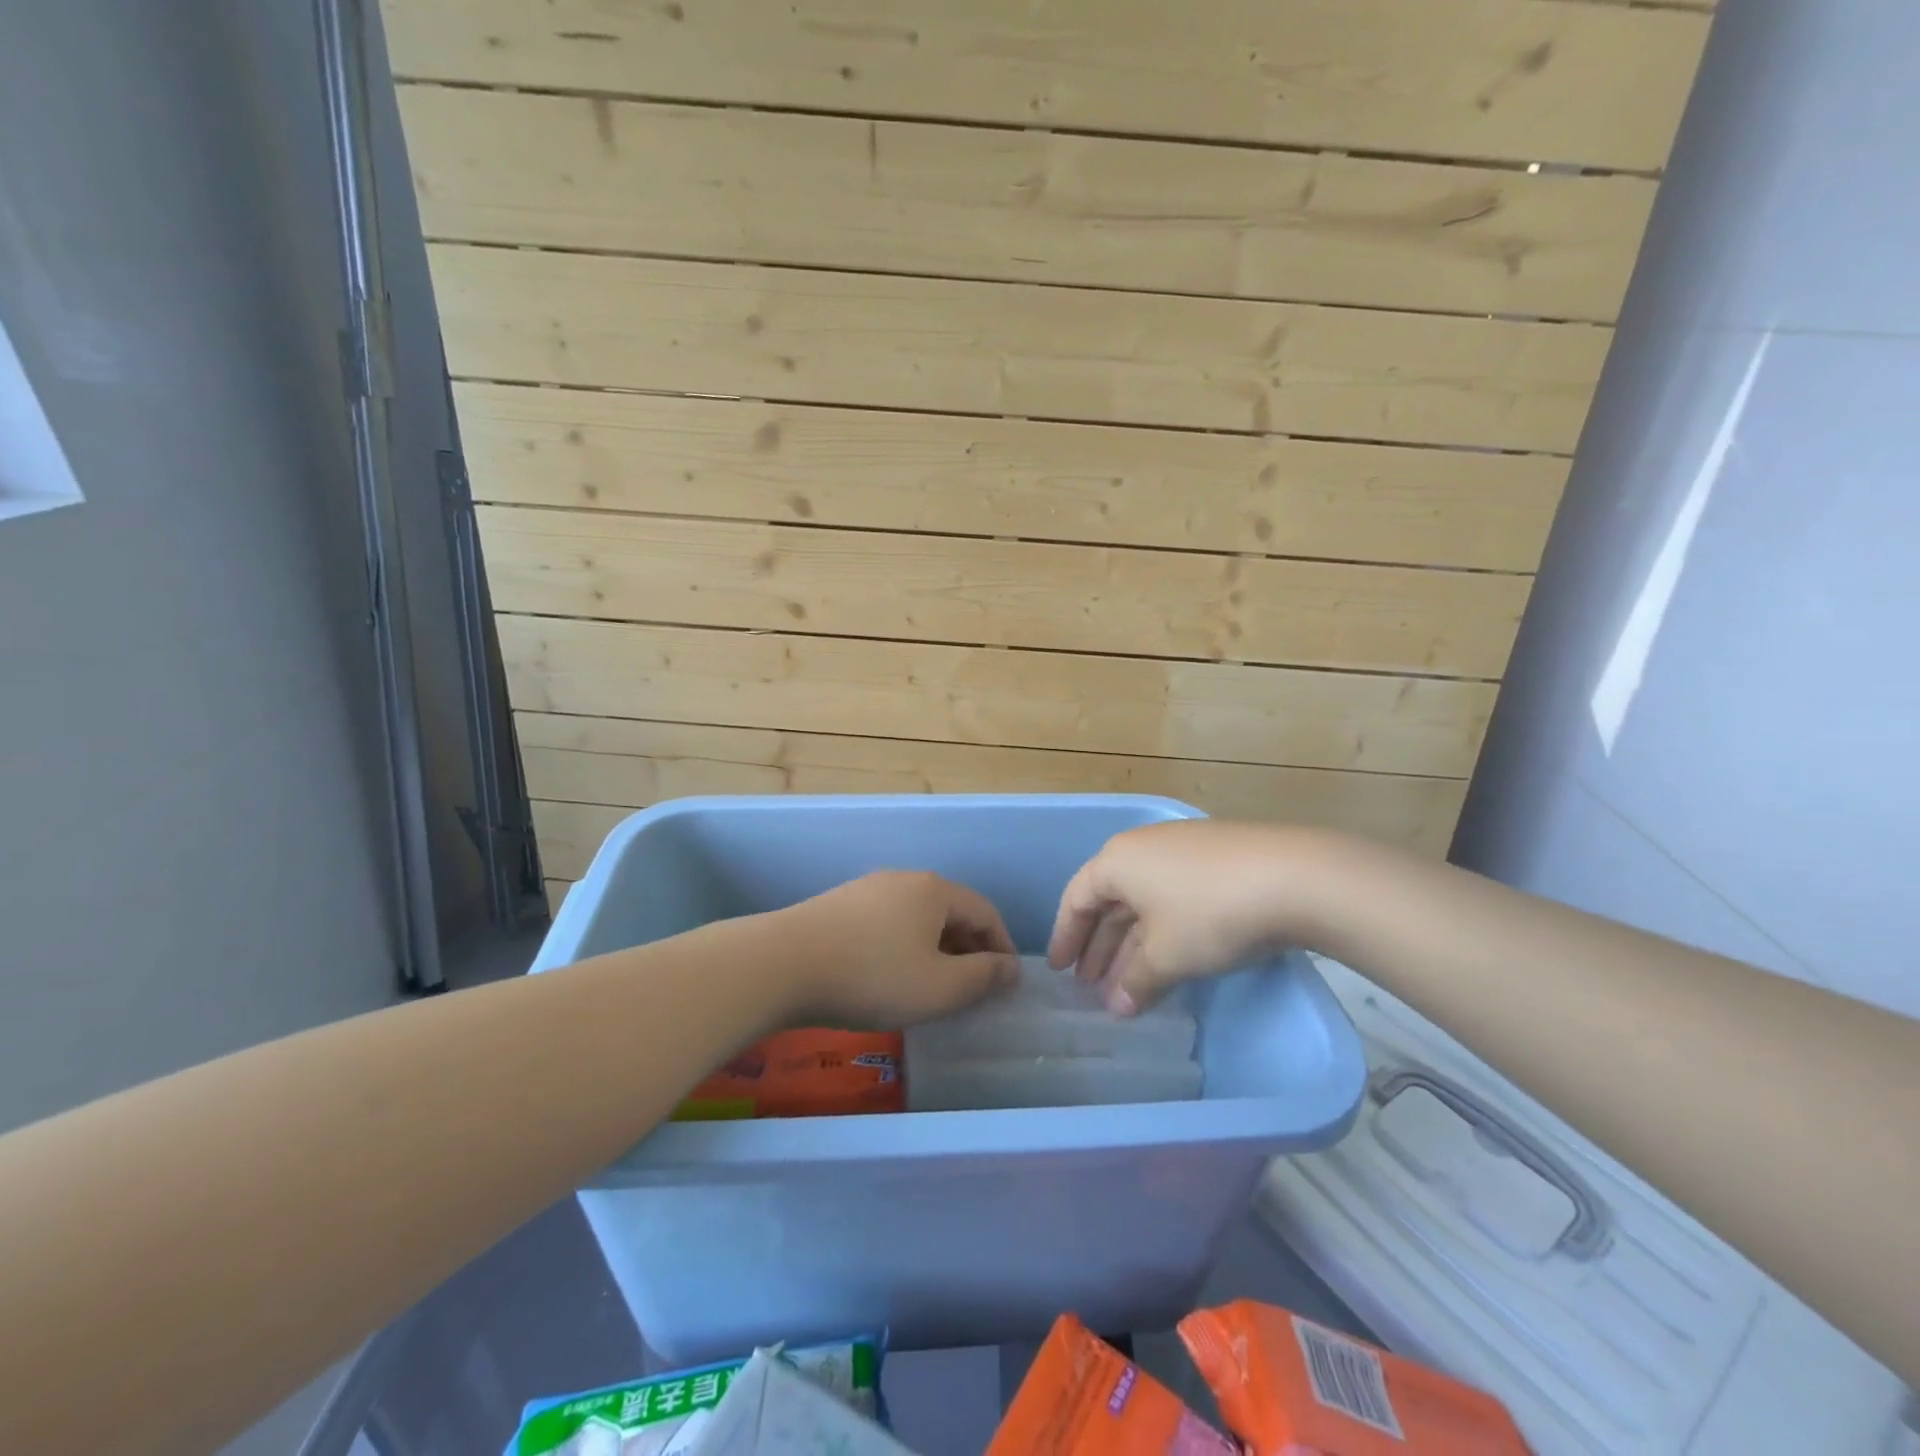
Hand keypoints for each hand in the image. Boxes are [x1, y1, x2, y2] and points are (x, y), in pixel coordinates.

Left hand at [783, 871, 1018, 1028]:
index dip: (1003, 948)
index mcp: (935, 890)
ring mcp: (868, 889)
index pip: (985, 912)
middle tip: (975, 989)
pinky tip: (891, 975)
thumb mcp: (940, 988)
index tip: (1008, 983)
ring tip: (934, 986)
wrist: (782, 964)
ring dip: (936, 949)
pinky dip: (904, 947)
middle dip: (970, 949)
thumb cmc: (873, 976)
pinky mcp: (840, 905)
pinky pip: (889, 924)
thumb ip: (983, 977)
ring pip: (918, 918)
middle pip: (951, 912)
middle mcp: (905, 879)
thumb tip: (1010, 967)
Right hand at [1048, 821, 1311, 1014]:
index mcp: (1118, 860)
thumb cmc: (1211, 913)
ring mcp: (1183, 850)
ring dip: (1132, 943)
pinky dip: (1163, 930)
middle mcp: (1143, 848)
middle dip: (1099, 946)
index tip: (1059, 971)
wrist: (1296, 876)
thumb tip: (1117, 1007)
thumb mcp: (1167, 954)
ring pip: (1144, 901)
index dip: (1066, 937)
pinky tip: (1171, 959)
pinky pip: (1173, 897)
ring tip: (1128, 984)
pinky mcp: (1217, 859)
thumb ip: (1135, 982)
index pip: (1077, 898)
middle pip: (1109, 900)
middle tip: (1092, 985)